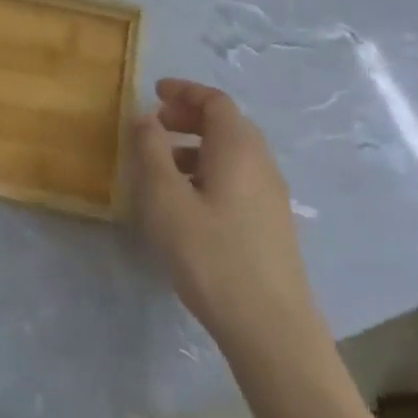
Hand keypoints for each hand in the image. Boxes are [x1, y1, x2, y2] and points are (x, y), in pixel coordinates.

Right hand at [131, 79, 316, 346]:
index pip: (215, 101)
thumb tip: (145, 117)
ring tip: (162, 165)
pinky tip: (187, 201)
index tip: (155, 92)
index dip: (184, 91)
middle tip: (154, 125)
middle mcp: (261, 163)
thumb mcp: (166, 200)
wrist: (270, 326)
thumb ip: (151, 151)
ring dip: (196, 146)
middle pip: (227, 123)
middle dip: (189, 117)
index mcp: (238, 148)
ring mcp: (272, 194)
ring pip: (232, 153)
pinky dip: (209, 170)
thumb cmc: (211, 255)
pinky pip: (238, 177)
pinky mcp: (272, 222)